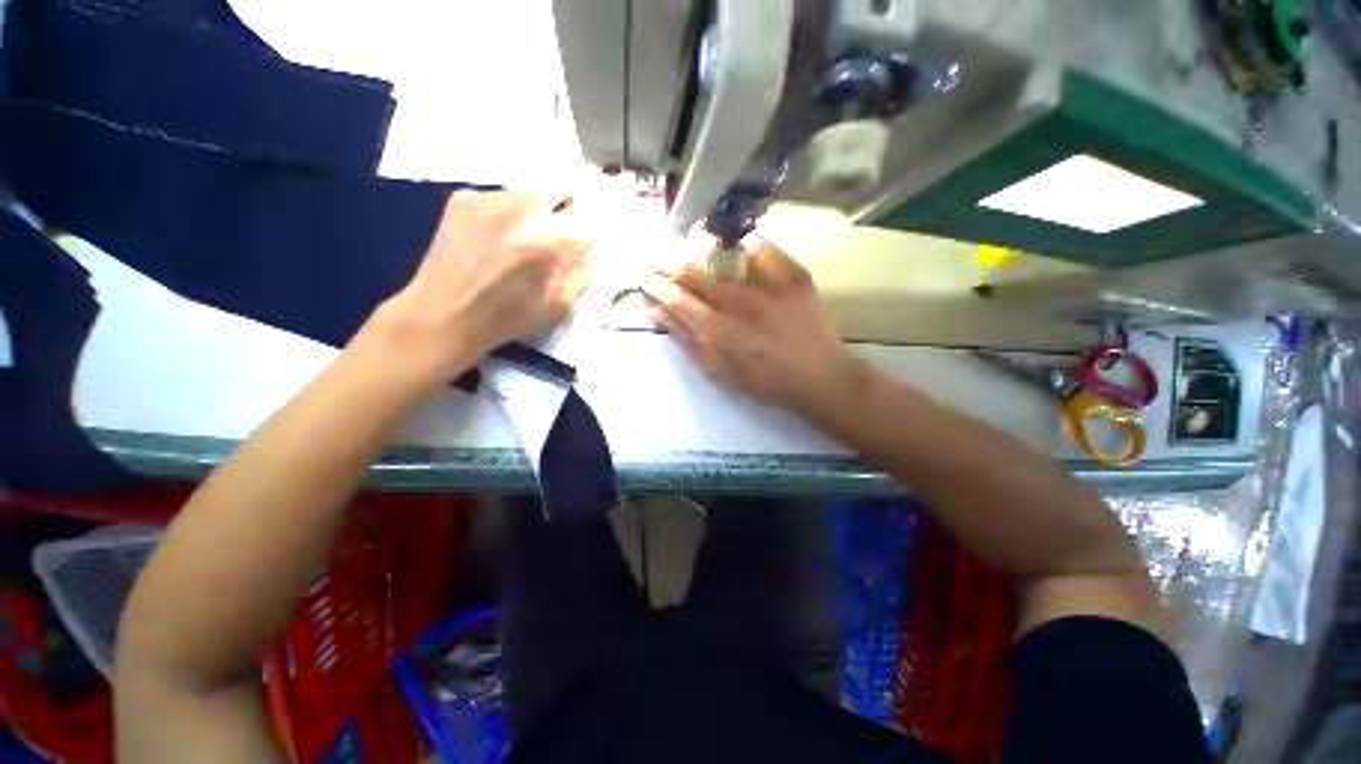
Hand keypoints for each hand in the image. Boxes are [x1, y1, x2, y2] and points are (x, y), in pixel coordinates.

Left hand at [376, 191, 593, 386]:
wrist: (445, 314)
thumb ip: (582, 273)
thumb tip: (589, 250)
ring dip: (535, 211)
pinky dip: (505, 212)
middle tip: (557, 235)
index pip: (588, 219)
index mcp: (550, 242)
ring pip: (529, 192)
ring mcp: (490, 200)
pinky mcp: (464, 198)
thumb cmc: (509, 317)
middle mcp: (522, 211)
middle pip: (561, 192)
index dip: (589, 231)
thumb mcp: (560, 305)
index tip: (584, 242)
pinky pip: (499, 196)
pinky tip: (494, 235)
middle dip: (565, 211)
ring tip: (521, 237)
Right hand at [644, 241, 861, 413]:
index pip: (678, 300)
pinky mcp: (794, 276)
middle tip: (660, 259)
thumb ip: (688, 342)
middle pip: (695, 274)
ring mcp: (769, 287)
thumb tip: (659, 312)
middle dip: (671, 264)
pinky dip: (748, 245)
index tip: (646, 277)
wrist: (821, 377)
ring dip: (699, 253)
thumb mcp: (720, 373)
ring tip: (690, 252)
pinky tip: (739, 247)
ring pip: (723, 258)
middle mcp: (739, 304)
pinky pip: (764, 249)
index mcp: (719, 332)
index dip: (658, 286)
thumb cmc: (766, 381)